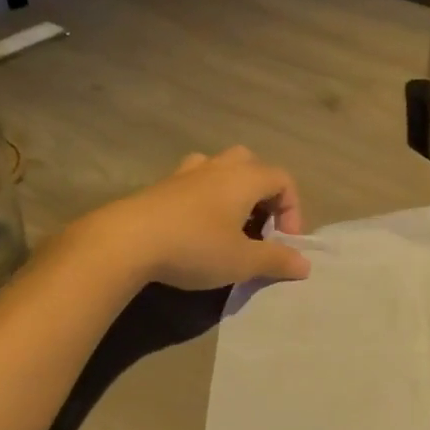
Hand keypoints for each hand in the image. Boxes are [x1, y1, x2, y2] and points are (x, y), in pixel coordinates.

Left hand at [97, 147, 309, 290]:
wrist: (124, 242)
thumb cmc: (195, 247)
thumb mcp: (242, 262)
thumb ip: (276, 260)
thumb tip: (305, 265)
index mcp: (244, 178)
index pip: (283, 180)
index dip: (292, 209)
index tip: (284, 242)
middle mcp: (217, 167)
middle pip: (252, 164)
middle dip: (262, 194)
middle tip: (258, 226)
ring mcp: (185, 173)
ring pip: (219, 168)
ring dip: (231, 190)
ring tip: (228, 223)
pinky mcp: (159, 187)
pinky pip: (192, 182)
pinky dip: (203, 198)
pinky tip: (195, 227)